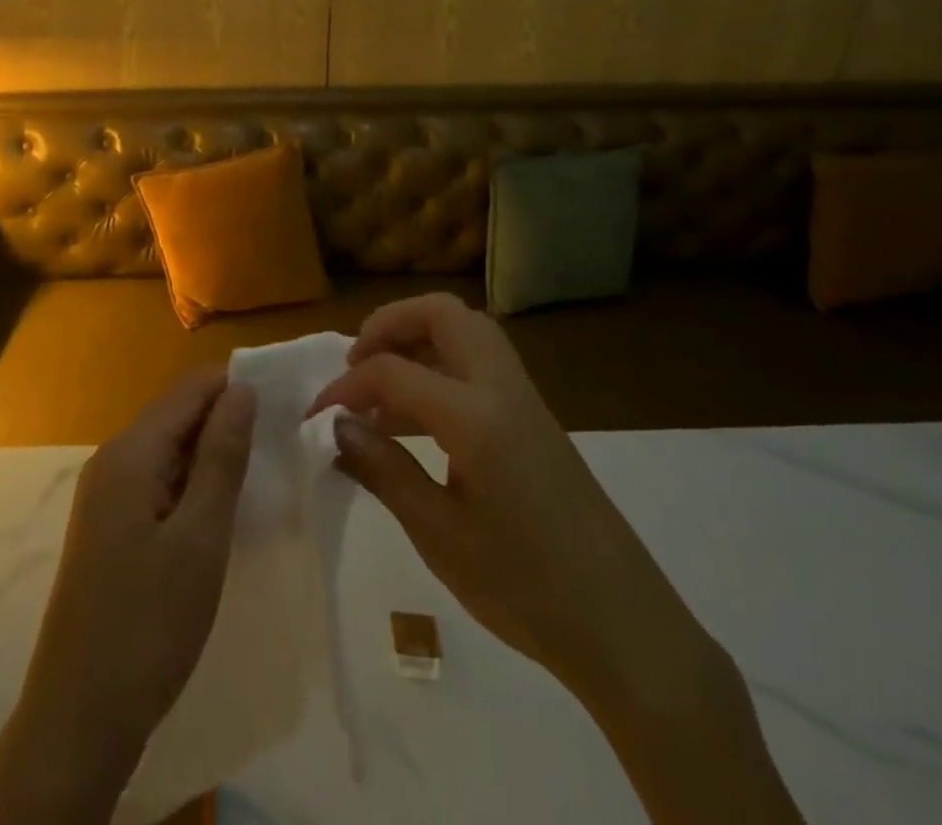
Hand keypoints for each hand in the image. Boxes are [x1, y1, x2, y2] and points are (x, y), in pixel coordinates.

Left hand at [0, 368, 256, 823]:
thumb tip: (242, 389)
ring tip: (264, 465)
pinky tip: (222, 503)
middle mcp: (112, 459)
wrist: (78, 719)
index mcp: (130, 452)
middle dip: (227, 417)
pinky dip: (192, 480)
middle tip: (283, 438)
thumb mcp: (200, 537)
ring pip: (169, 448)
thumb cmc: (148, 623)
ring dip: (212, 451)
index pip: (190, 389)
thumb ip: (222, 456)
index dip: (236, 385)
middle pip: (177, 414)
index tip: (285, 399)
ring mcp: (106, 494)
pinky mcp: (109, 526)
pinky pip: (157, 480)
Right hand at [307, 293, 711, 716]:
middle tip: (356, 365)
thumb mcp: (441, 536)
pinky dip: (441, 367)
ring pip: (466, 331)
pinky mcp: (534, 418)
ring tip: (380, 390)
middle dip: (390, 325)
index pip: (392, 370)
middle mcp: (501, 387)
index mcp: (475, 414)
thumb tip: (336, 427)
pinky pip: (480, 364)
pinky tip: (418, 421)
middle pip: (441, 313)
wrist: (625, 628)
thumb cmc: (526, 588)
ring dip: (418, 340)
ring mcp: (524, 399)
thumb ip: (384, 471)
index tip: (316, 417)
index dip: (346, 387)